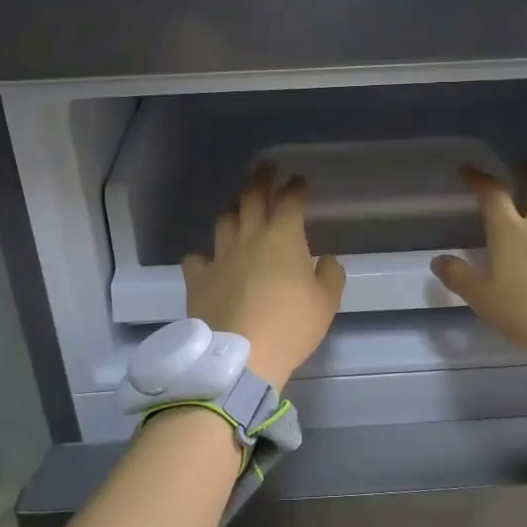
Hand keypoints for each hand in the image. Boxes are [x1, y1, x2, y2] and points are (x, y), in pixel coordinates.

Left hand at [182, 166, 344, 391]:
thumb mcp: (326, 303)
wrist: (241, 357)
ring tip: (238, 208)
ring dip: (233, 209)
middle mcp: (249, 237)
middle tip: (266, 169)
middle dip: (262, 179)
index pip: (291, 200)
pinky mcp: (198, 279)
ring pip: (224, 220)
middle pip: (252, 197)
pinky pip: (196, 258)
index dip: (296, 187)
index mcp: (283, 237)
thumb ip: (330, 275)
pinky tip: (207, 260)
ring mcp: (220, 256)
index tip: (301, 180)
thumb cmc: (290, 326)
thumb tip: (325, 260)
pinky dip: (203, 256)